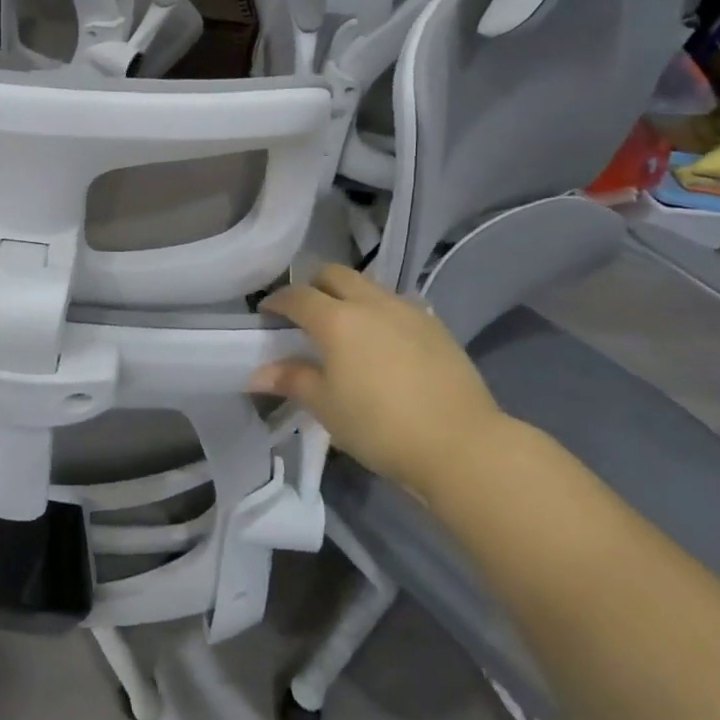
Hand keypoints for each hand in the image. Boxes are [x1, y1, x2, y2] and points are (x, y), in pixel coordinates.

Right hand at [250, 264, 513, 496]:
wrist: (461, 444)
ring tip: (345, 326)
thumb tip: (258, 374)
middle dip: (314, 285)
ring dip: (349, 295)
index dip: (277, 301)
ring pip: (369, 286)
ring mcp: (408, 310)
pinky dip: (380, 312)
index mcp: (337, 319)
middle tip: (304, 312)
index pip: (297, 296)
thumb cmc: (380, 426)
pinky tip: (383, 341)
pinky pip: (398, 305)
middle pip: (335, 274)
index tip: (267, 313)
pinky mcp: (436, 326)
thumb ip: (292, 380)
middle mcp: (371, 303)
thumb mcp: (326, 406)